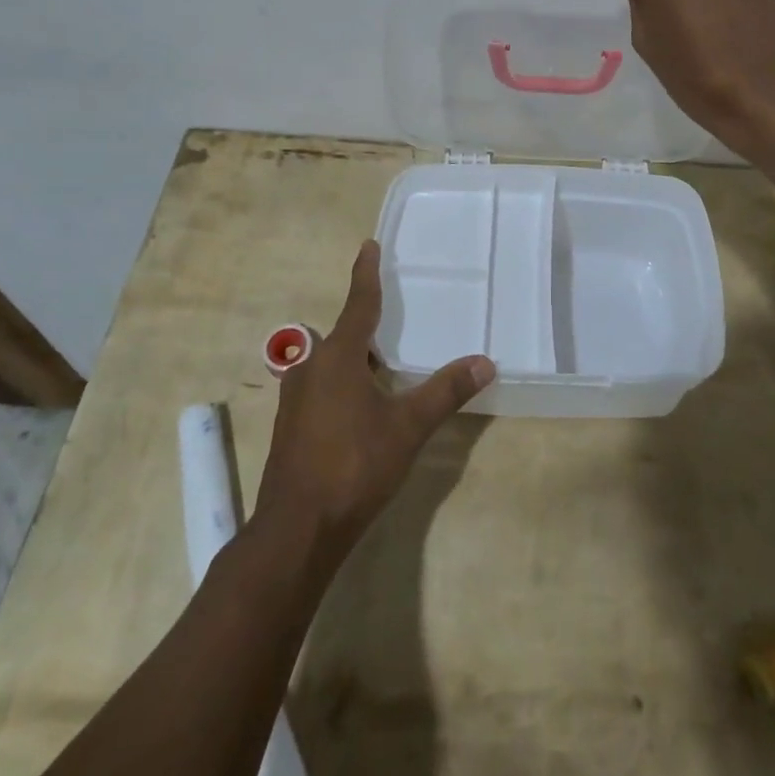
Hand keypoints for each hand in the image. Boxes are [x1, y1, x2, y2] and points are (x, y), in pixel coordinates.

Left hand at [254, 241, 494, 559]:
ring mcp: (294, 399)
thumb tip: (485, 362)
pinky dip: (341, 382)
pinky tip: (360, 406)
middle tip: (391, 318)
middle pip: (341, 334)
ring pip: (327, 363)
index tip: (368, 245)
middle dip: (364, 324)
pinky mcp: (290, 427)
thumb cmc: (354, 465)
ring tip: (381, 364)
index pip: (358, 303)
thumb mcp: (408, 426)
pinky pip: (319, 387)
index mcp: (337, 357)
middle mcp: (310, 368)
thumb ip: (445, 391)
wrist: (297, 530)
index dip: (366, 273)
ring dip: (352, 357)